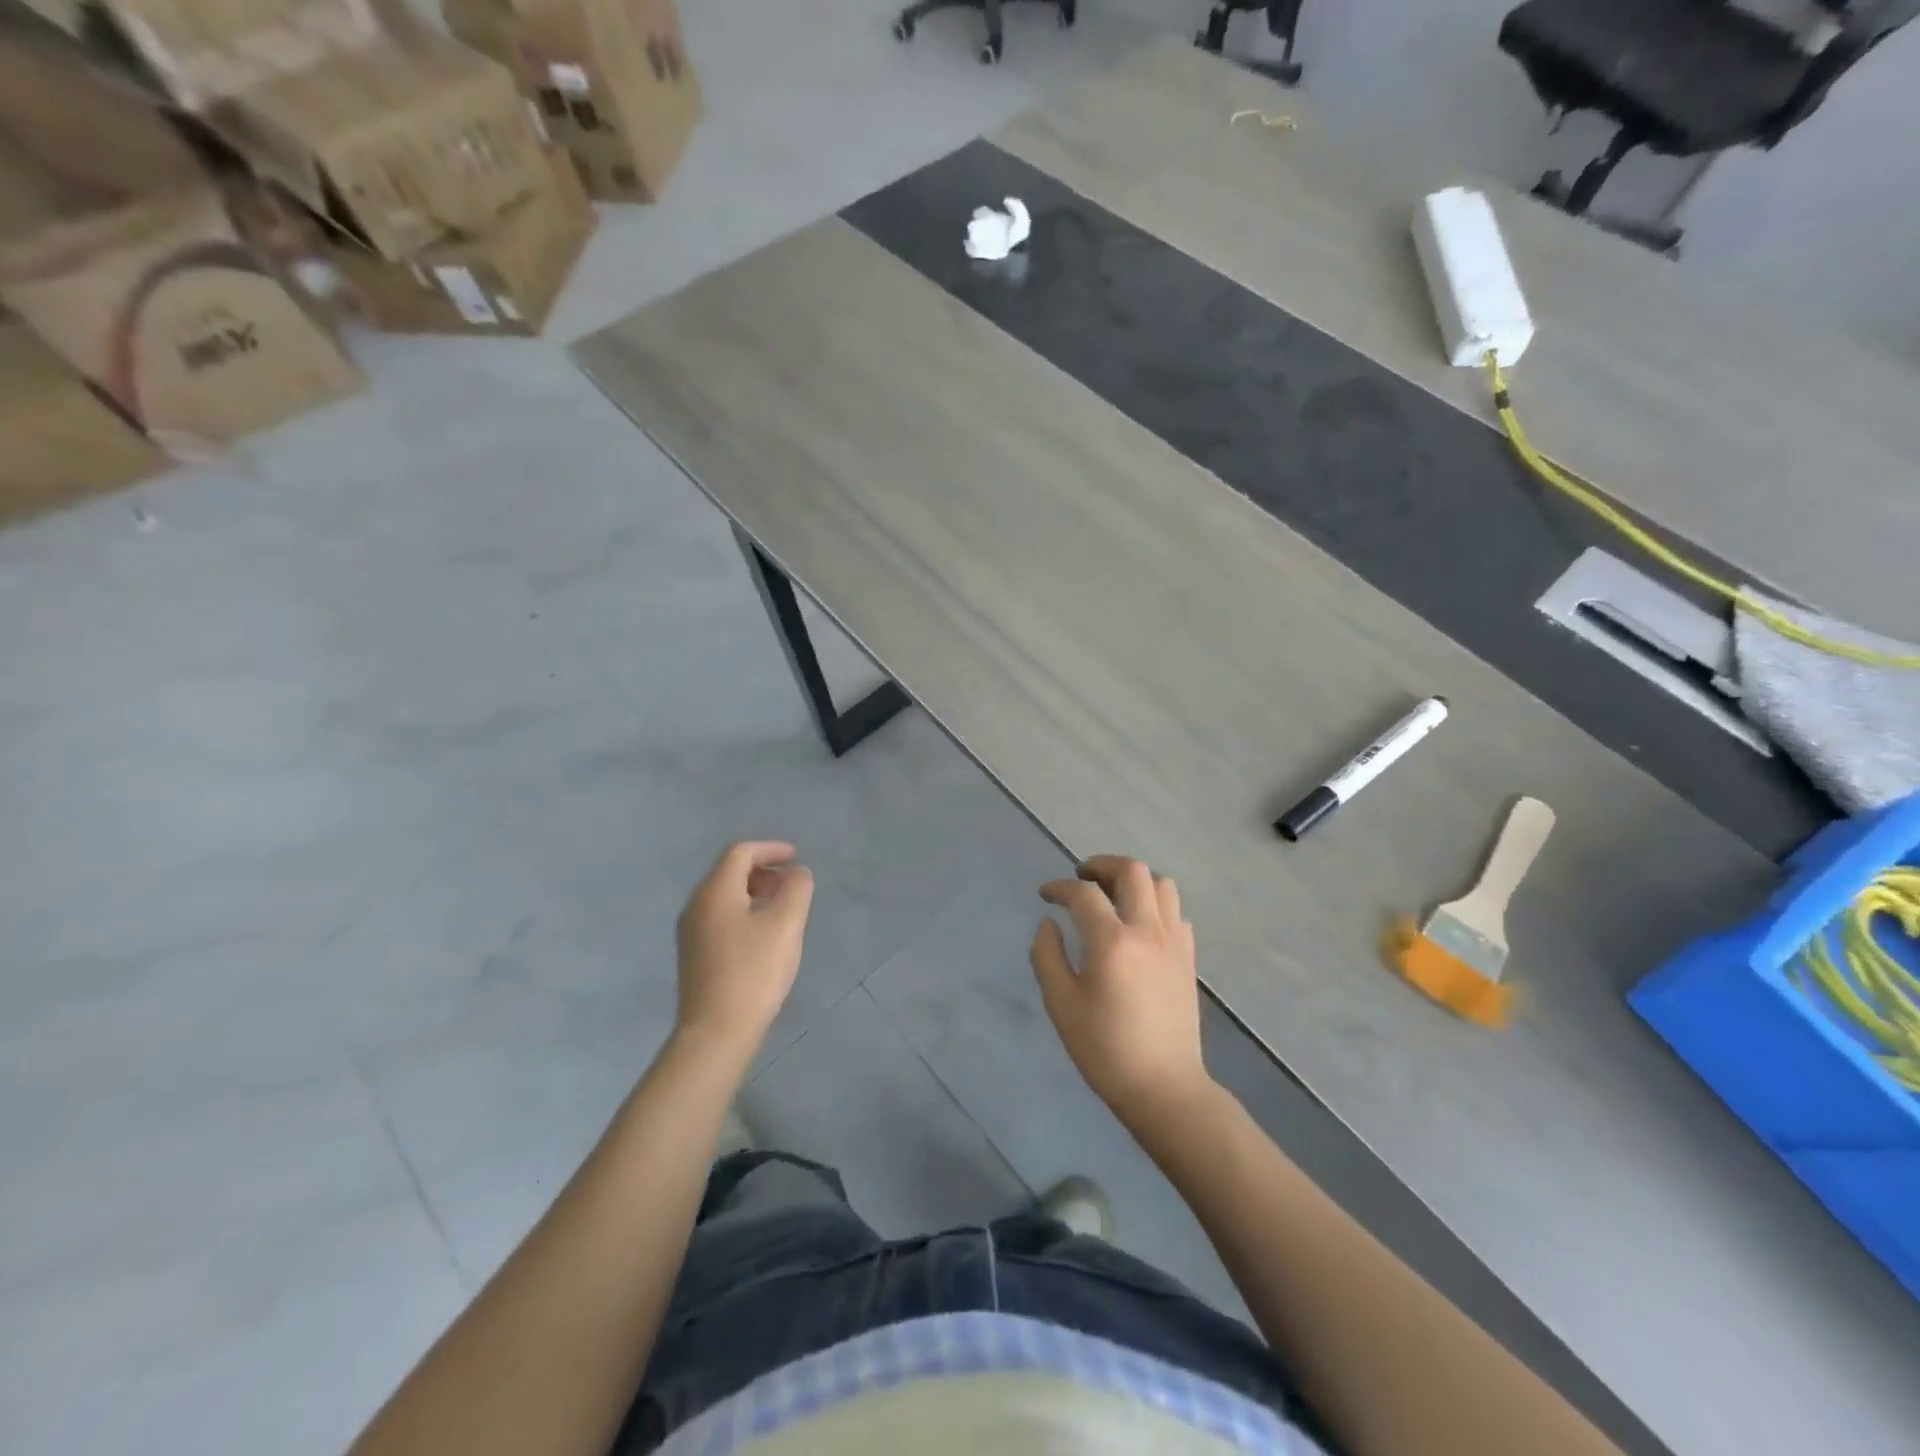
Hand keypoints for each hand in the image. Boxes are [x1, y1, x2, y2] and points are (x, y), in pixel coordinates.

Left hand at [675, 841, 813, 1057]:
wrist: (716, 1032)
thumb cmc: (753, 972)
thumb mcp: (786, 925)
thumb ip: (797, 890)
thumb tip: (798, 873)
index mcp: (715, 891)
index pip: (740, 852)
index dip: (771, 849)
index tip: (797, 858)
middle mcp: (696, 905)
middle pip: (729, 872)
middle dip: (764, 871)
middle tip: (792, 885)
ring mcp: (690, 931)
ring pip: (725, 896)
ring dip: (755, 892)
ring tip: (783, 910)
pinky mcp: (694, 954)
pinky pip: (720, 917)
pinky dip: (744, 911)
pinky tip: (764, 935)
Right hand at [1031, 855, 1211, 1123]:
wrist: (1163, 1087)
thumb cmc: (1105, 1049)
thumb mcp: (1061, 1004)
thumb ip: (1047, 955)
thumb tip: (1048, 923)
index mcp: (1112, 941)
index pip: (1083, 894)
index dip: (1060, 888)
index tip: (1045, 894)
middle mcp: (1147, 931)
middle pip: (1132, 871)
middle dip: (1102, 864)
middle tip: (1081, 877)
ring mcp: (1174, 942)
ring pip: (1162, 884)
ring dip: (1134, 880)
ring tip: (1113, 894)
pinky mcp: (1188, 957)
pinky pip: (1176, 912)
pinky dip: (1155, 904)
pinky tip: (1139, 924)